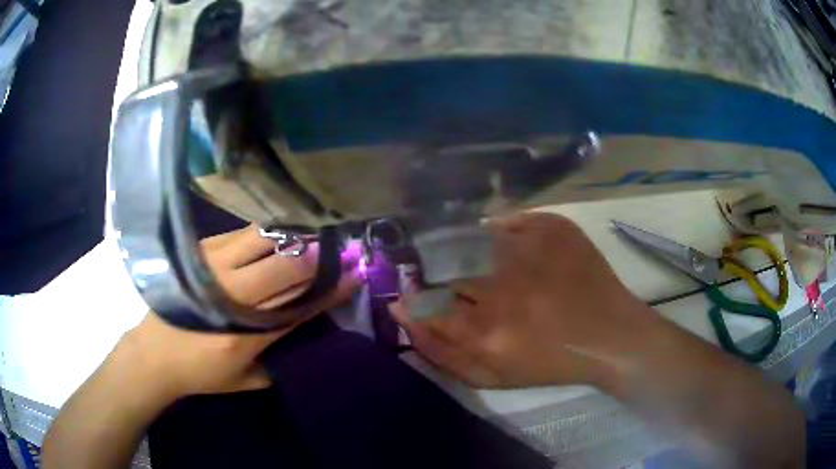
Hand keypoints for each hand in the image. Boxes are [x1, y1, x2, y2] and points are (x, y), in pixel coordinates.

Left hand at [118, 225, 360, 396]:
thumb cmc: (200, 373)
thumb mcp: (245, 381)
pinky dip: (264, 235)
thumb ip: (278, 362)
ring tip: (310, 240)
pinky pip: (241, 234)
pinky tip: (275, 237)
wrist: (153, 354)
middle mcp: (232, 295)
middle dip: (318, 258)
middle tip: (339, 252)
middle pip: (285, 266)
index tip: (353, 276)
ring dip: (292, 239)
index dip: (329, 290)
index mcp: (246, 334)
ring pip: (263, 241)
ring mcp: (213, 268)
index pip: (298, 305)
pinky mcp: (200, 253)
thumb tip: (304, 334)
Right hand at [391, 213, 655, 388]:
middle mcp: (505, 287)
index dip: (416, 297)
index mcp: (488, 332)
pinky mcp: (554, 227)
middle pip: (445, 268)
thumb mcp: (492, 377)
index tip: (414, 296)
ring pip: (473, 239)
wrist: (611, 335)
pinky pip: (509, 222)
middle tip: (462, 285)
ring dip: (468, 252)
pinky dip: (502, 233)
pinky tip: (516, 253)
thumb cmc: (550, 363)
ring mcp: (531, 249)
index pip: (426, 303)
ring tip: (491, 270)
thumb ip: (441, 352)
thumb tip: (403, 314)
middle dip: (440, 275)